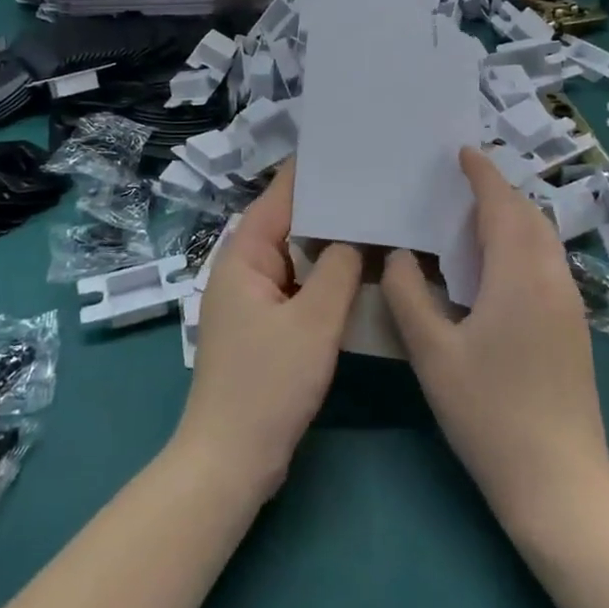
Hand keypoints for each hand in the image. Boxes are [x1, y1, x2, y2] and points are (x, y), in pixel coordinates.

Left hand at [173, 163, 361, 501]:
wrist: (231, 461)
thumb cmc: (266, 385)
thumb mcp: (312, 323)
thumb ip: (337, 270)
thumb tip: (356, 235)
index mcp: (243, 255)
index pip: (280, 196)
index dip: (312, 170)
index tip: (349, 146)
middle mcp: (245, 268)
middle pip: (290, 222)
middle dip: (330, 204)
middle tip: (377, 180)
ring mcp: (256, 298)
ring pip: (299, 255)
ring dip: (332, 241)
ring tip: (378, 215)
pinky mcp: (269, 325)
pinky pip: (301, 284)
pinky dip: (327, 274)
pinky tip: (362, 269)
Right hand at [381, 147, 608, 527]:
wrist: (560, 484)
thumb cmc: (489, 413)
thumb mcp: (432, 354)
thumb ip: (409, 295)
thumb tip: (401, 255)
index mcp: (519, 276)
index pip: (502, 205)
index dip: (482, 174)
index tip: (462, 151)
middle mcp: (552, 279)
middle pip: (529, 216)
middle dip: (499, 191)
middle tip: (460, 183)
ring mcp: (570, 305)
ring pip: (543, 240)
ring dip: (513, 217)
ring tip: (474, 219)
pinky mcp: (575, 328)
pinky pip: (547, 263)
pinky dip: (522, 244)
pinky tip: (495, 268)